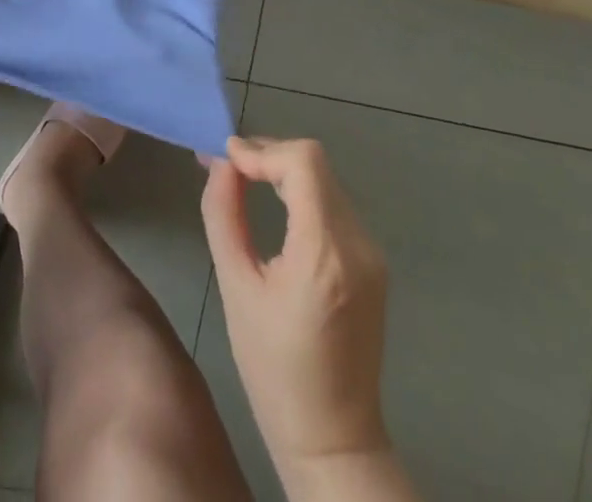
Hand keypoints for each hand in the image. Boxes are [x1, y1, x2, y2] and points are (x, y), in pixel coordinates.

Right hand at [201, 136, 390, 476]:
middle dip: (268, 154)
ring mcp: (371, 253)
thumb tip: (219, 165)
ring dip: (285, 170)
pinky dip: (302, 192)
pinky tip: (276, 205)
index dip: (261, 150)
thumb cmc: (274, 372)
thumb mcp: (236, 289)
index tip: (223, 159)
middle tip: (226, 166)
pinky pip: (335, 204)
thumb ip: (224, 215)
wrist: (334, 441)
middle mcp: (358, 244)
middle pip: (315, 163)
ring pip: (326, 179)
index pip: (302, 163)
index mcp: (325, 254)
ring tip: (244, 180)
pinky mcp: (372, 262)